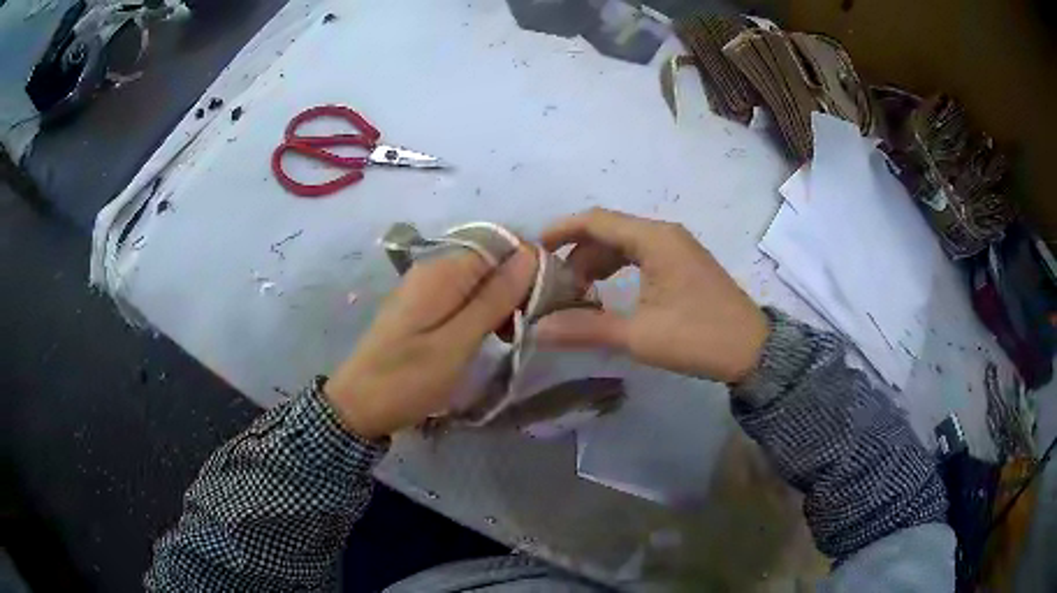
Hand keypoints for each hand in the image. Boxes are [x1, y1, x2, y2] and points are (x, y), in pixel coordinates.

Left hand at [324, 247, 536, 438]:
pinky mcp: (423, 307)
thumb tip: (529, 254)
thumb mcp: (457, 343)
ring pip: (480, 281)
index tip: (545, 302)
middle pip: (491, 262)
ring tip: (510, 337)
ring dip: (501, 304)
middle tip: (526, 328)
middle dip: (516, 289)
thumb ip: (494, 298)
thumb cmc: (407, 379)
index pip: (502, 245)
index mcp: (444, 271)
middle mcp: (435, 269)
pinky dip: (483, 313)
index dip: (529, 267)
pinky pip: (464, 297)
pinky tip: (489, 337)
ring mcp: (427, 288)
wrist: (358, 405)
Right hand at [536, 208, 768, 383]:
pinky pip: (641, 257)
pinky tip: (608, 295)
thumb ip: (585, 328)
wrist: (753, 351)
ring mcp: (677, 248)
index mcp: (654, 239)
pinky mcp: (684, 265)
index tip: (533, 251)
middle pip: (608, 232)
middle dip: (577, 255)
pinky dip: (618, 270)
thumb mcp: (638, 335)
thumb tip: (537, 329)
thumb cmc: (698, 336)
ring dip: (597, 264)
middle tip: (554, 287)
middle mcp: (665, 234)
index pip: (596, 220)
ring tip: (577, 296)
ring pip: (624, 245)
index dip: (561, 231)